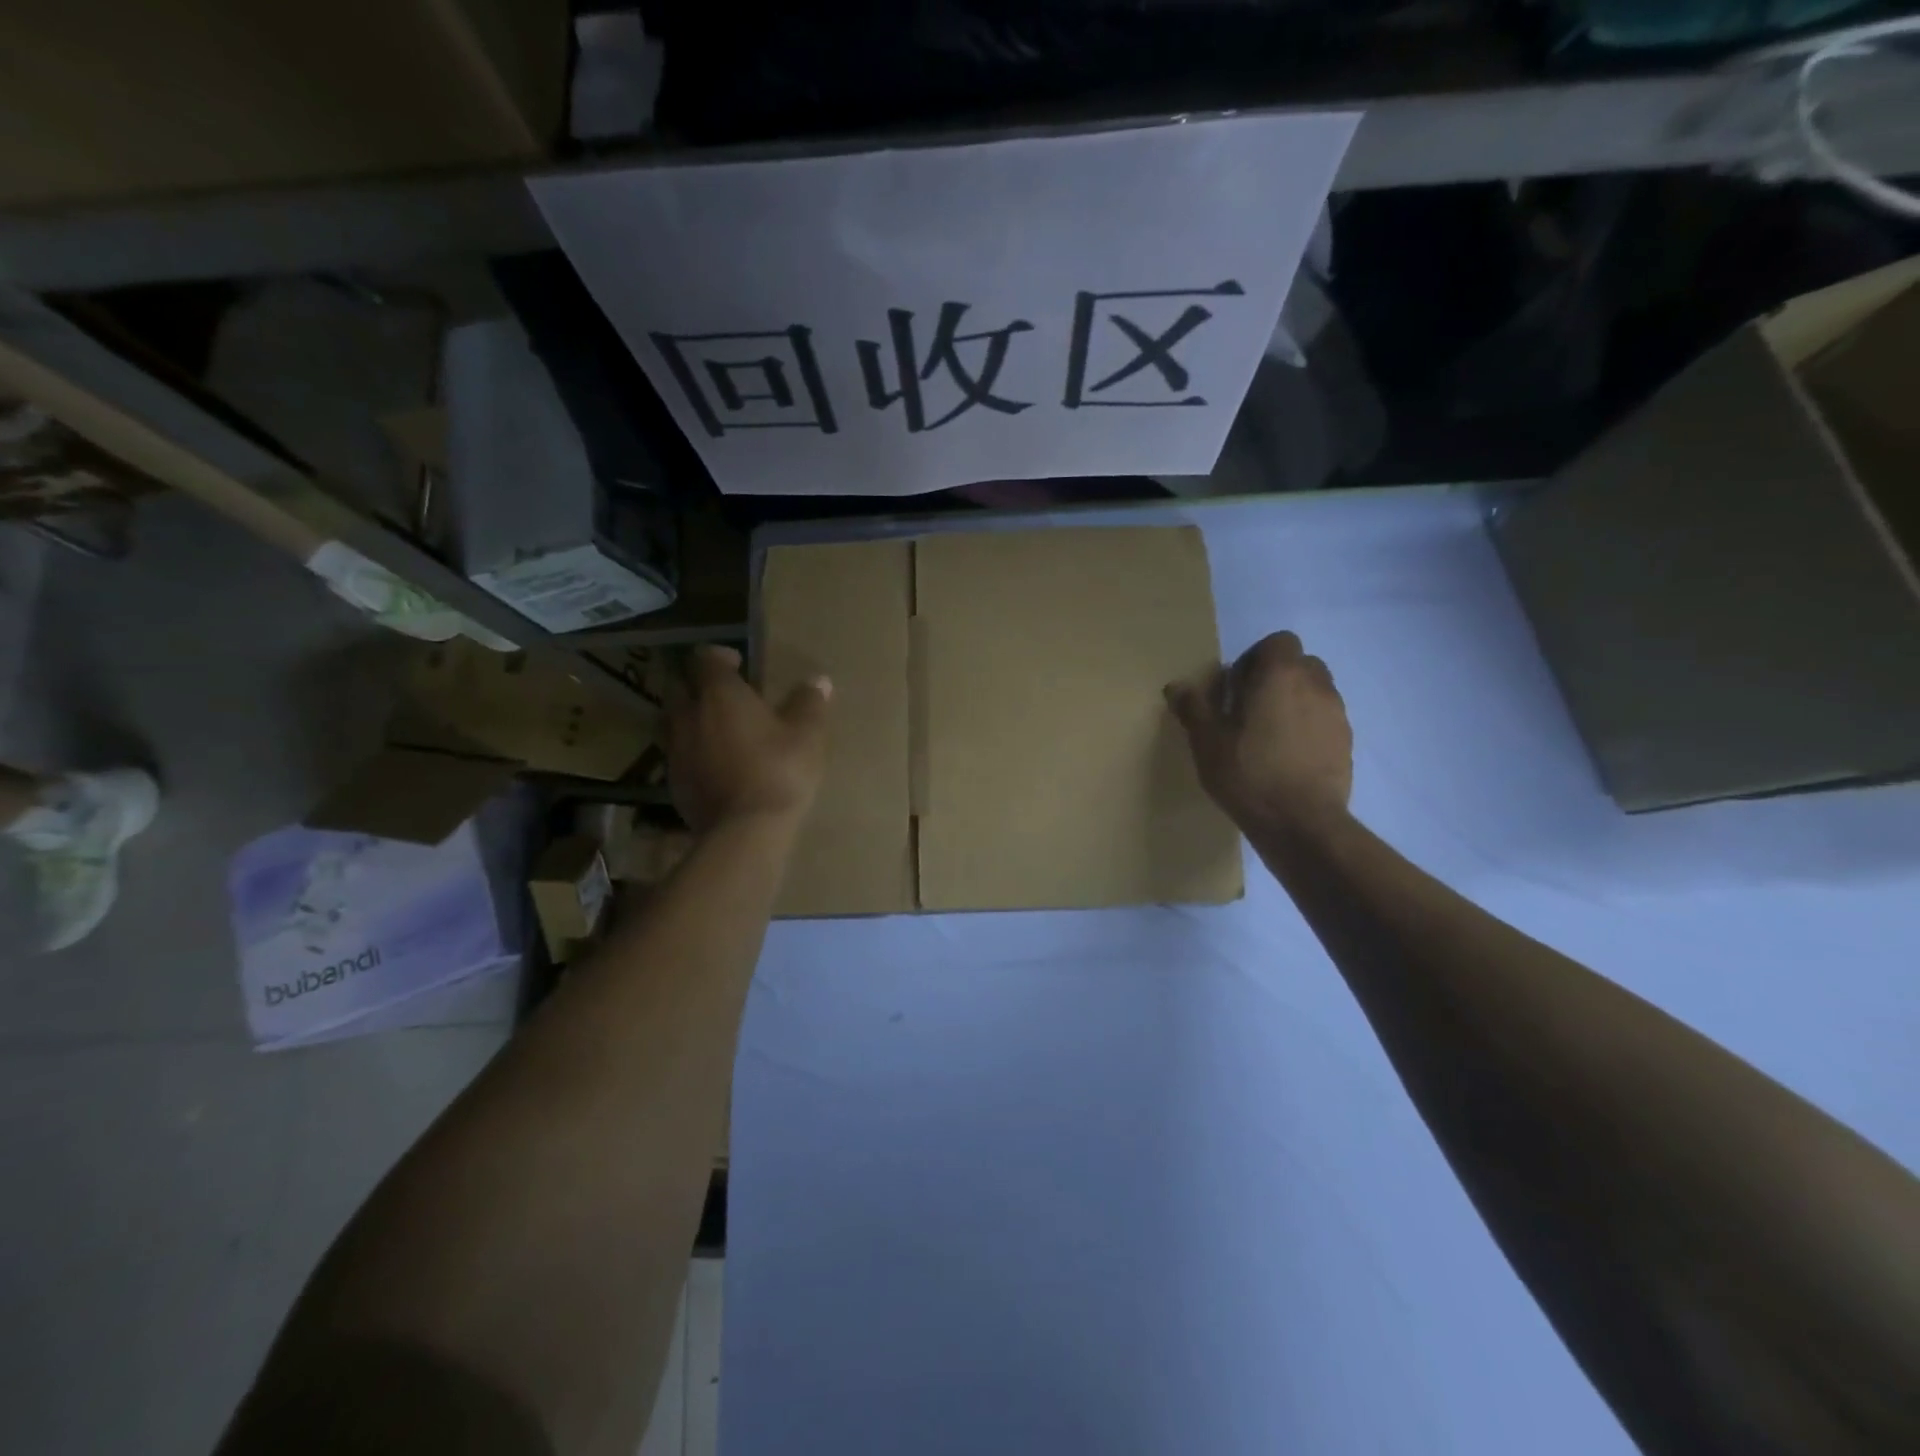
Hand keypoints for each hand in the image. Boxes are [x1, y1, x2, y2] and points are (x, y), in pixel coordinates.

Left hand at [666, 646, 830, 834]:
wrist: (746, 830)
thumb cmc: (779, 771)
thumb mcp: (807, 735)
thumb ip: (810, 703)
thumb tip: (818, 681)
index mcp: (719, 694)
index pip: (704, 658)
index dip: (719, 656)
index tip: (738, 664)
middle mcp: (688, 715)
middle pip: (678, 687)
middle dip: (697, 685)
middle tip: (723, 695)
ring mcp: (675, 750)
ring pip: (672, 721)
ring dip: (690, 718)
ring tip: (715, 729)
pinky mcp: (673, 782)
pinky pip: (678, 755)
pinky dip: (692, 751)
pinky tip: (714, 764)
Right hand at [1165, 631, 1352, 839]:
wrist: (1301, 822)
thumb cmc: (1248, 773)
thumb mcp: (1207, 741)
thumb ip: (1193, 707)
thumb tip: (1176, 686)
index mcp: (1281, 675)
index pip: (1278, 642)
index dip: (1256, 658)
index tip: (1236, 687)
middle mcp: (1316, 685)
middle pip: (1300, 664)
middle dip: (1276, 678)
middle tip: (1250, 708)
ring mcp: (1337, 714)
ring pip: (1315, 691)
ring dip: (1293, 702)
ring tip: (1269, 734)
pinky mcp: (1346, 742)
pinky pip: (1324, 719)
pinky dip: (1308, 726)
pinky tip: (1287, 756)